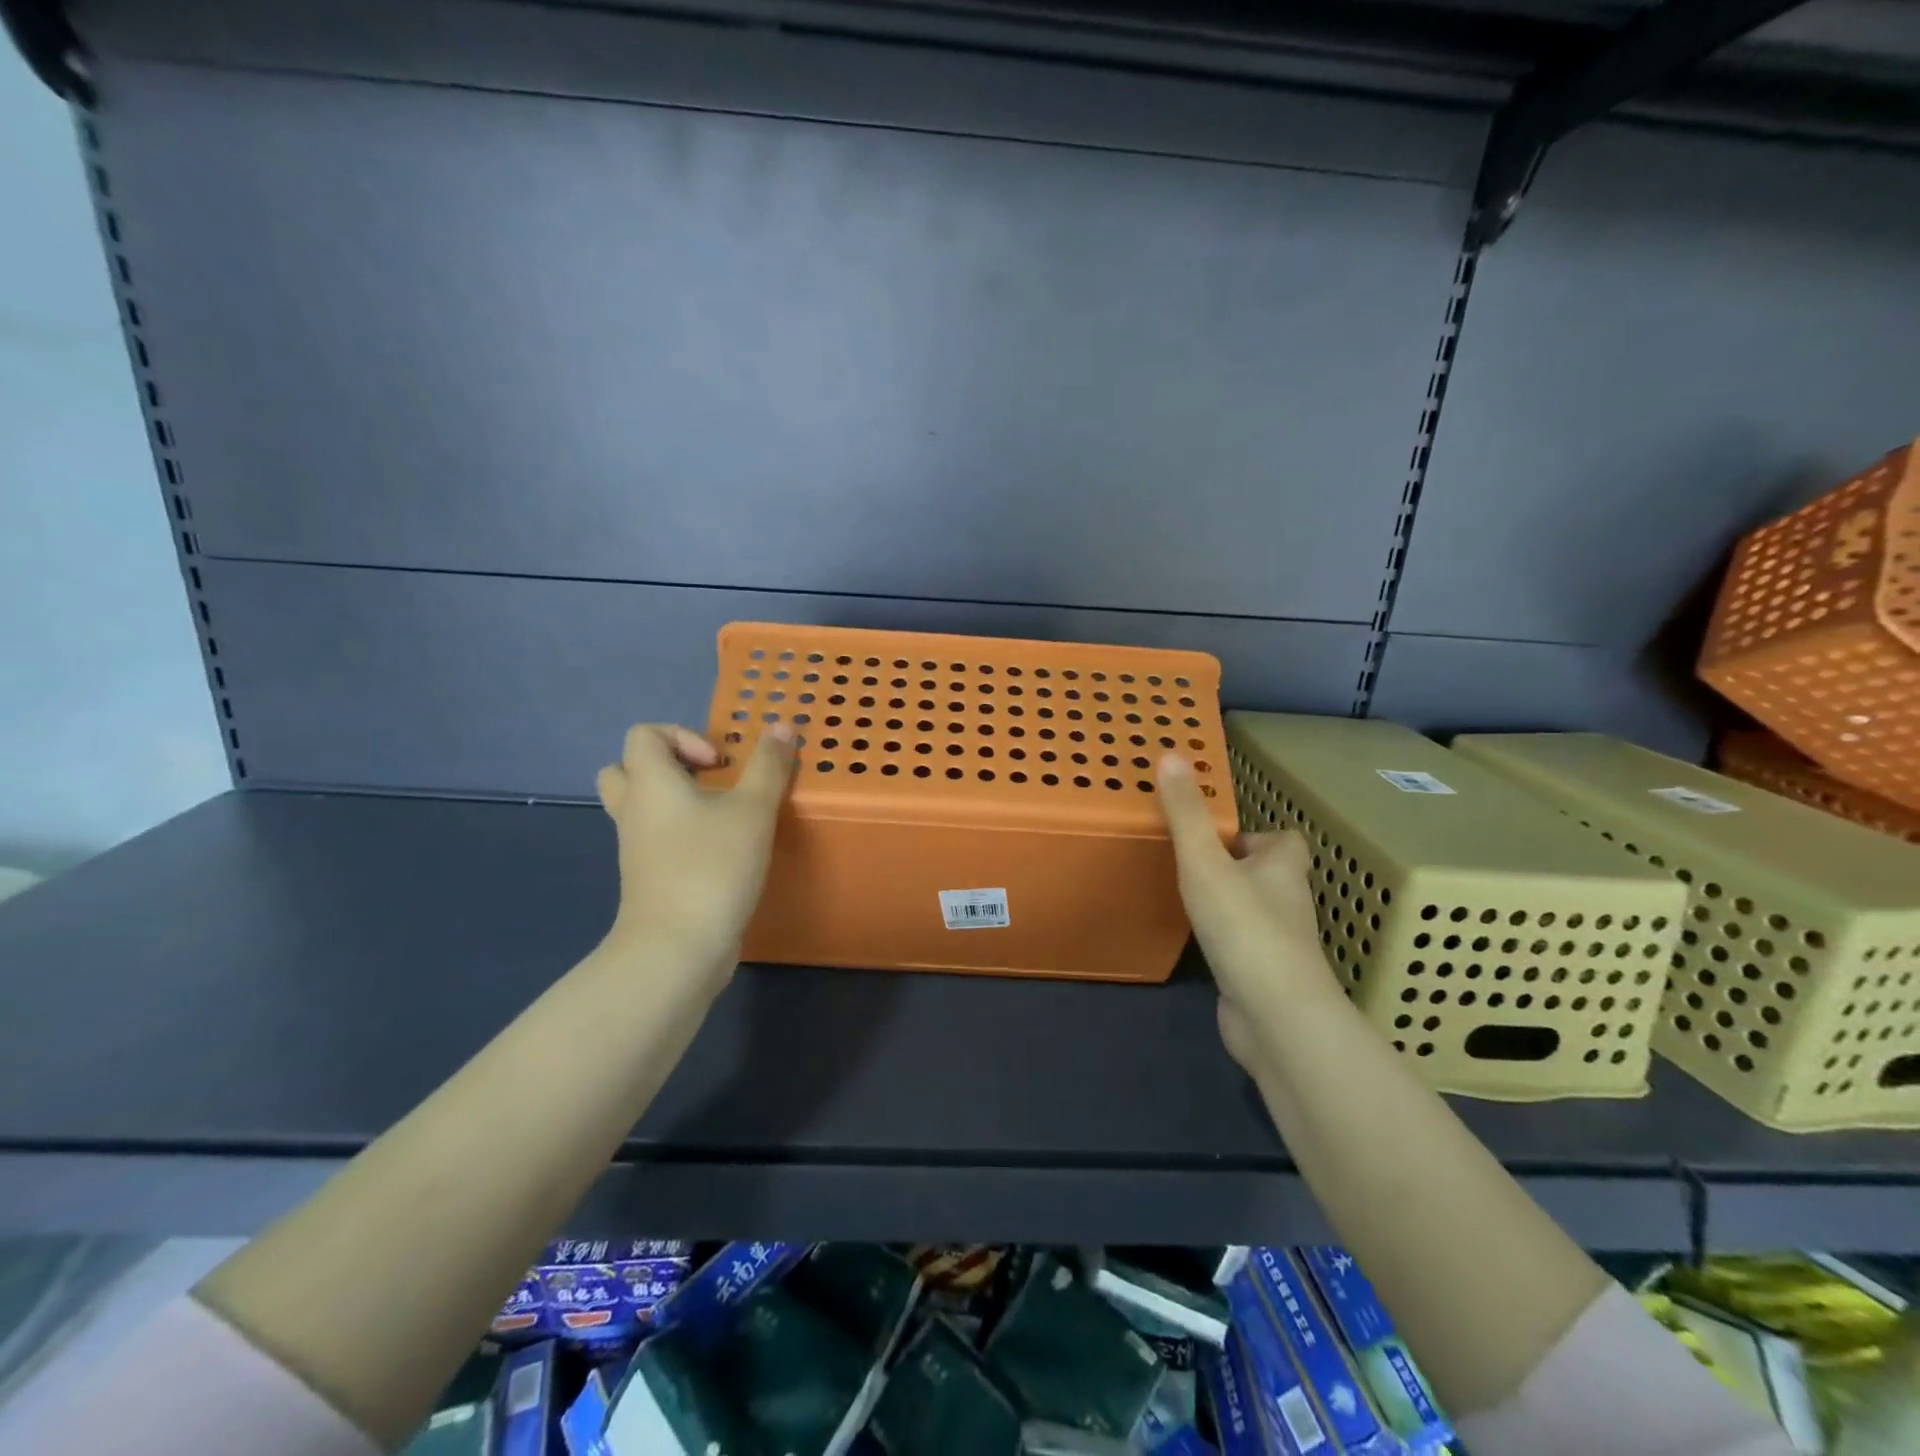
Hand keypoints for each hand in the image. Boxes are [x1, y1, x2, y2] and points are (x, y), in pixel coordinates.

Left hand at [596, 723, 795, 990]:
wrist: (677, 949)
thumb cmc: (712, 867)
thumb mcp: (753, 810)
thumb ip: (769, 766)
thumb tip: (782, 725)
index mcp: (650, 783)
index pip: (643, 734)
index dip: (683, 736)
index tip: (720, 764)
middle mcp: (634, 810)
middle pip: (627, 770)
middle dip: (670, 767)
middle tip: (710, 782)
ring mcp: (636, 848)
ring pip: (641, 808)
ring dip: (676, 802)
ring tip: (721, 814)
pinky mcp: (648, 878)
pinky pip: (655, 840)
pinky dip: (680, 834)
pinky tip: (721, 849)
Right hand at [1156, 754, 1337, 1071]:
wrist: (1275, 1016)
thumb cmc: (1244, 927)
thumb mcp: (1205, 862)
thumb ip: (1185, 813)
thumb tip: (1171, 754)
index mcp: (1282, 868)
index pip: (1284, 840)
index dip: (1258, 835)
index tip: (1220, 835)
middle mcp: (1287, 902)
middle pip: (1267, 874)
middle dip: (1235, 867)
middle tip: (1192, 862)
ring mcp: (1278, 943)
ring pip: (1254, 911)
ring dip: (1228, 903)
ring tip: (1187, 896)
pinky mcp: (1263, 975)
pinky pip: (1242, 946)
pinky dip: (1225, 941)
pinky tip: (1197, 943)